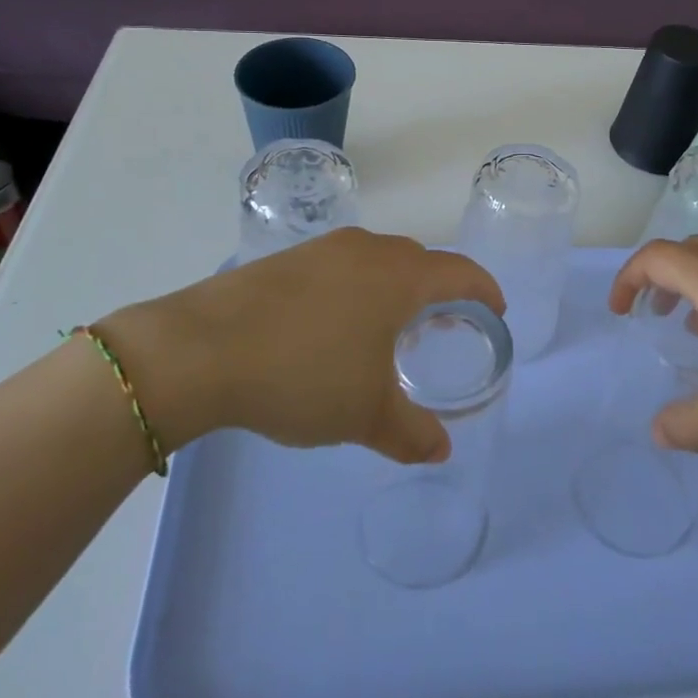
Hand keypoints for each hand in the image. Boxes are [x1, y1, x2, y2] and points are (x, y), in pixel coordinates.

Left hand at [97, 229, 503, 465]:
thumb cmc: (303, 374)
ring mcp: (323, 248)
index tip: (496, 311)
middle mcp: (367, 249)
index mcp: (399, 276)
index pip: (460, 271)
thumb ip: (411, 433)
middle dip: (438, 290)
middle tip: (441, 326)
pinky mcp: (286, 258)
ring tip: (387, 328)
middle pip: (419, 261)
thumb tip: (441, 449)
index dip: (484, 290)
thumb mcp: (365, 414)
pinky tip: (333, 326)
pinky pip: (340, 267)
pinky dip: (354, 289)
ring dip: (393, 288)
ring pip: (376, 261)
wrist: (201, 349)